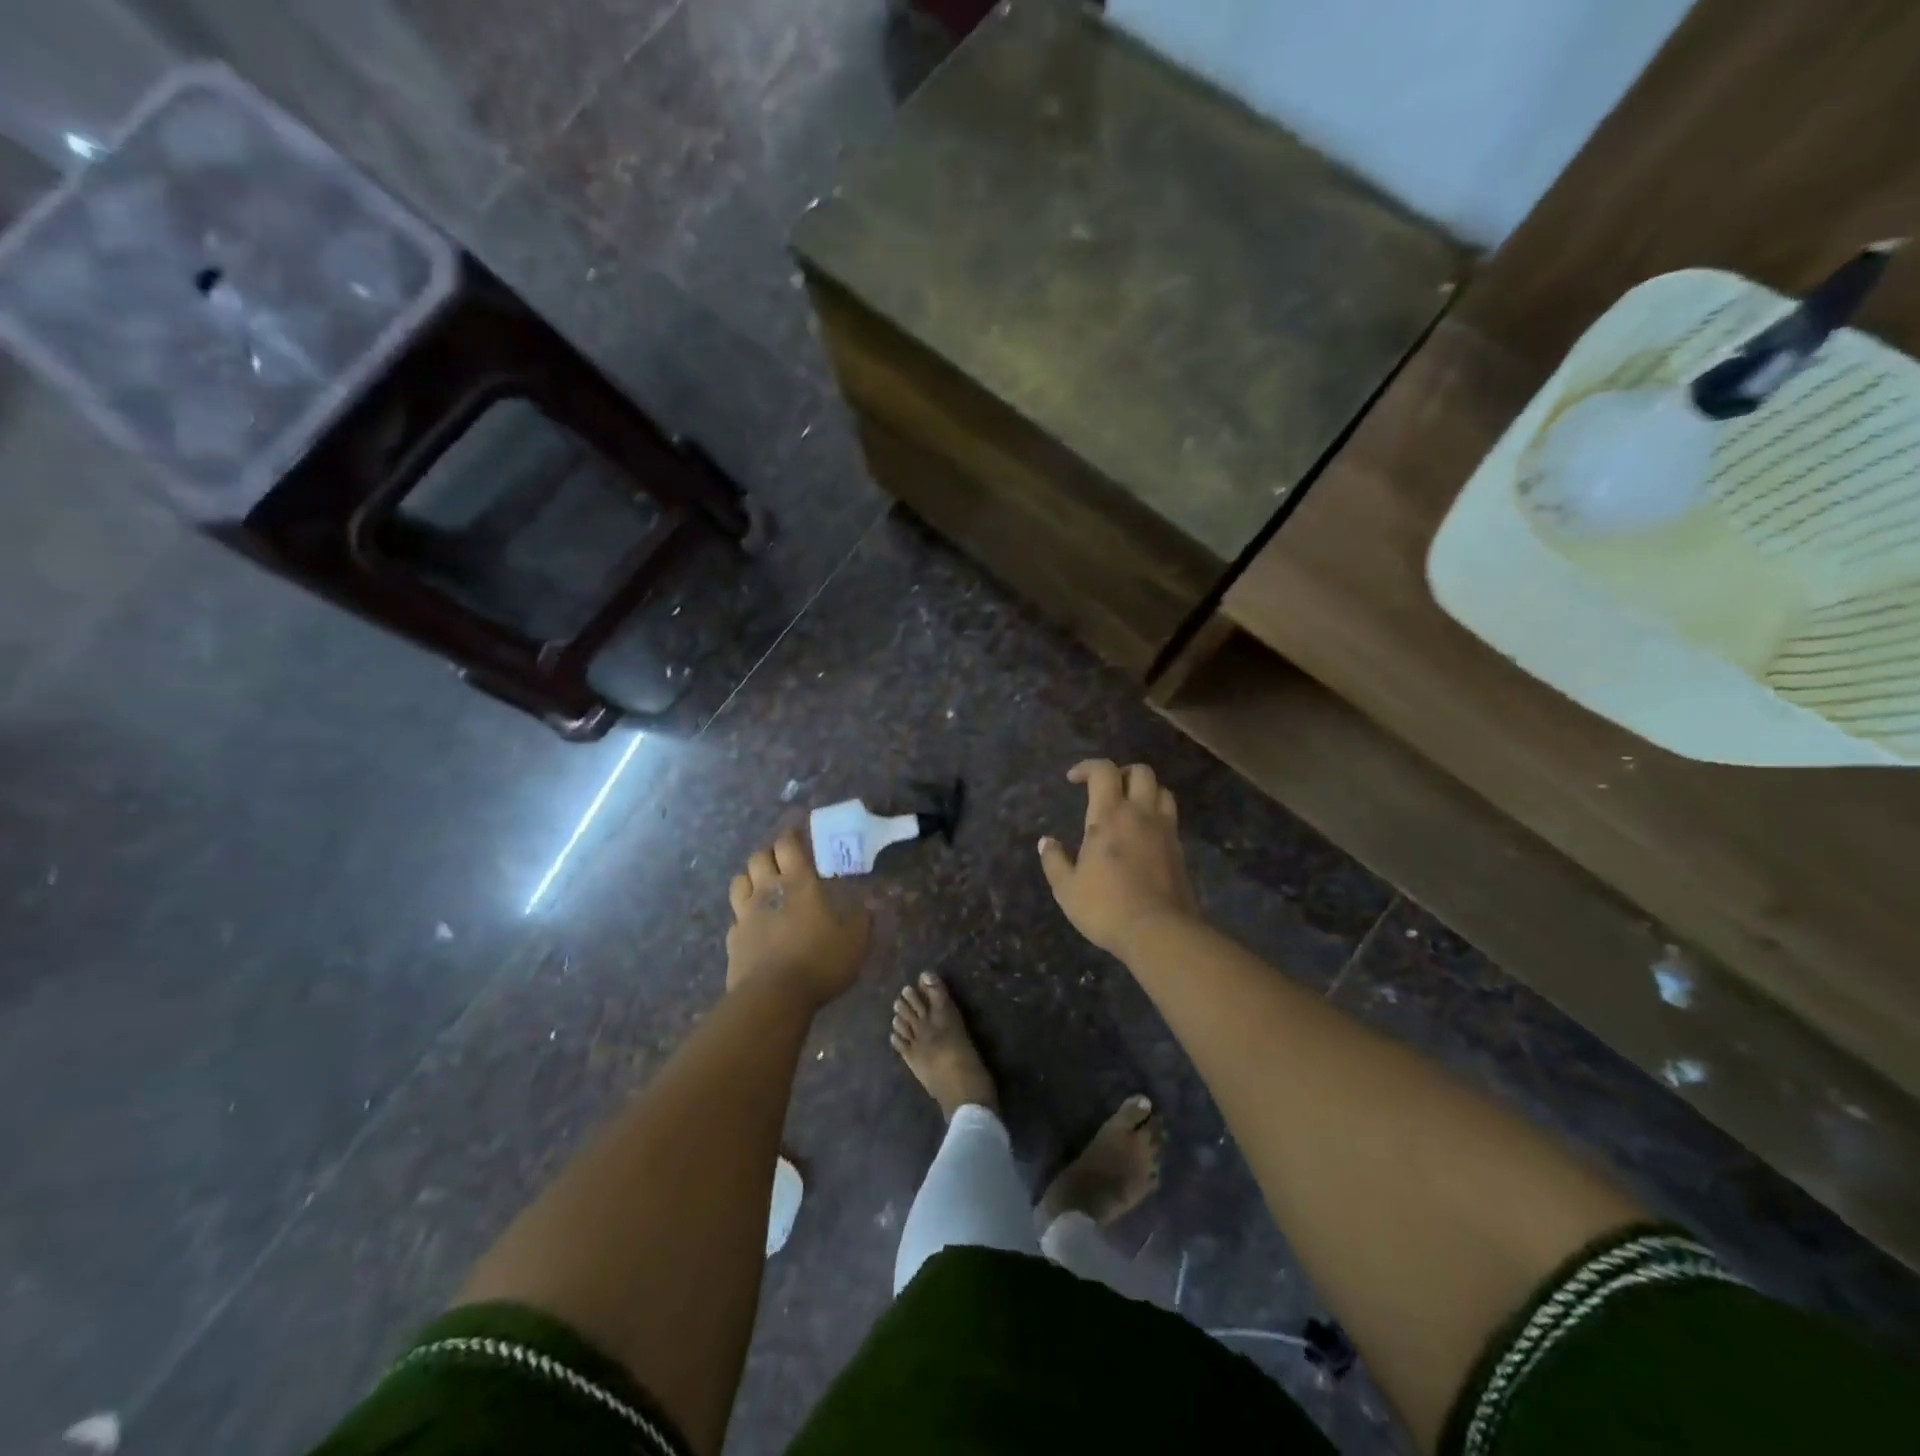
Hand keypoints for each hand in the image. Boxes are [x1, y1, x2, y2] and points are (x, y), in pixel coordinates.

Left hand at [726, 830, 870, 1007]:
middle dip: (769, 853)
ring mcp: (745, 915)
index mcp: (798, 882)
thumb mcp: (855, 940)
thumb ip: (861, 919)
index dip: (791, 836)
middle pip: (758, 857)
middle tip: (782, 860)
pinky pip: (735, 918)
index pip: (787, 845)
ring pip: (739, 882)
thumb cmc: (819, 961)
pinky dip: (743, 915)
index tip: (798, 835)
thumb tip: (868, 905)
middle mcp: (767, 890)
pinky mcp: (733, 940)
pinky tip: (754, 925)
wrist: (773, 997)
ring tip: (762, 886)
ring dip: (750, 878)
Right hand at [1039, 760, 1198, 957]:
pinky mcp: (1180, 851)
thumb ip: (1055, 861)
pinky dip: (1157, 817)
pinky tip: (1144, 836)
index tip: (1073, 778)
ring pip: (1163, 791)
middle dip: (1121, 773)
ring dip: (1145, 791)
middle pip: (1141, 772)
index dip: (1087, 767)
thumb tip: (1046, 842)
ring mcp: (1165, 831)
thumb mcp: (1067, 889)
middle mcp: (1141, 814)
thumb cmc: (1106, 907)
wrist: (1159, 932)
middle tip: (1106, 790)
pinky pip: (1170, 819)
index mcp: (1109, 816)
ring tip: (1130, 808)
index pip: (1103, 771)